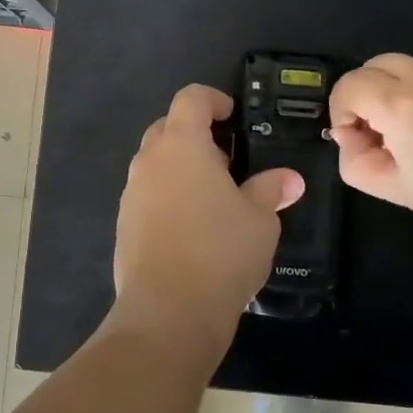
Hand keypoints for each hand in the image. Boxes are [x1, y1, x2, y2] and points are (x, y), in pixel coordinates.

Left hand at [112, 83, 303, 355]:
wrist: (167, 313)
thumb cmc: (220, 252)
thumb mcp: (259, 220)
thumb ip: (270, 191)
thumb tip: (289, 180)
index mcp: (182, 145)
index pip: (191, 98)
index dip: (213, 99)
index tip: (232, 116)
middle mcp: (149, 160)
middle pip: (168, 127)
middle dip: (196, 134)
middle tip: (227, 161)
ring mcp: (131, 193)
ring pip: (155, 162)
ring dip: (180, 167)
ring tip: (213, 197)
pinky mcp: (124, 224)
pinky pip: (147, 194)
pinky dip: (168, 196)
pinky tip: (192, 228)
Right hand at [328, 54, 412, 255]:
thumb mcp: (400, 191)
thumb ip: (359, 164)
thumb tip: (350, 139)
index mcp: (399, 102)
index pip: (349, 86)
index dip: (339, 112)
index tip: (354, 143)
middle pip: (373, 66)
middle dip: (362, 94)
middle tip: (374, 134)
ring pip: (402, 67)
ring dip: (389, 91)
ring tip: (404, 135)